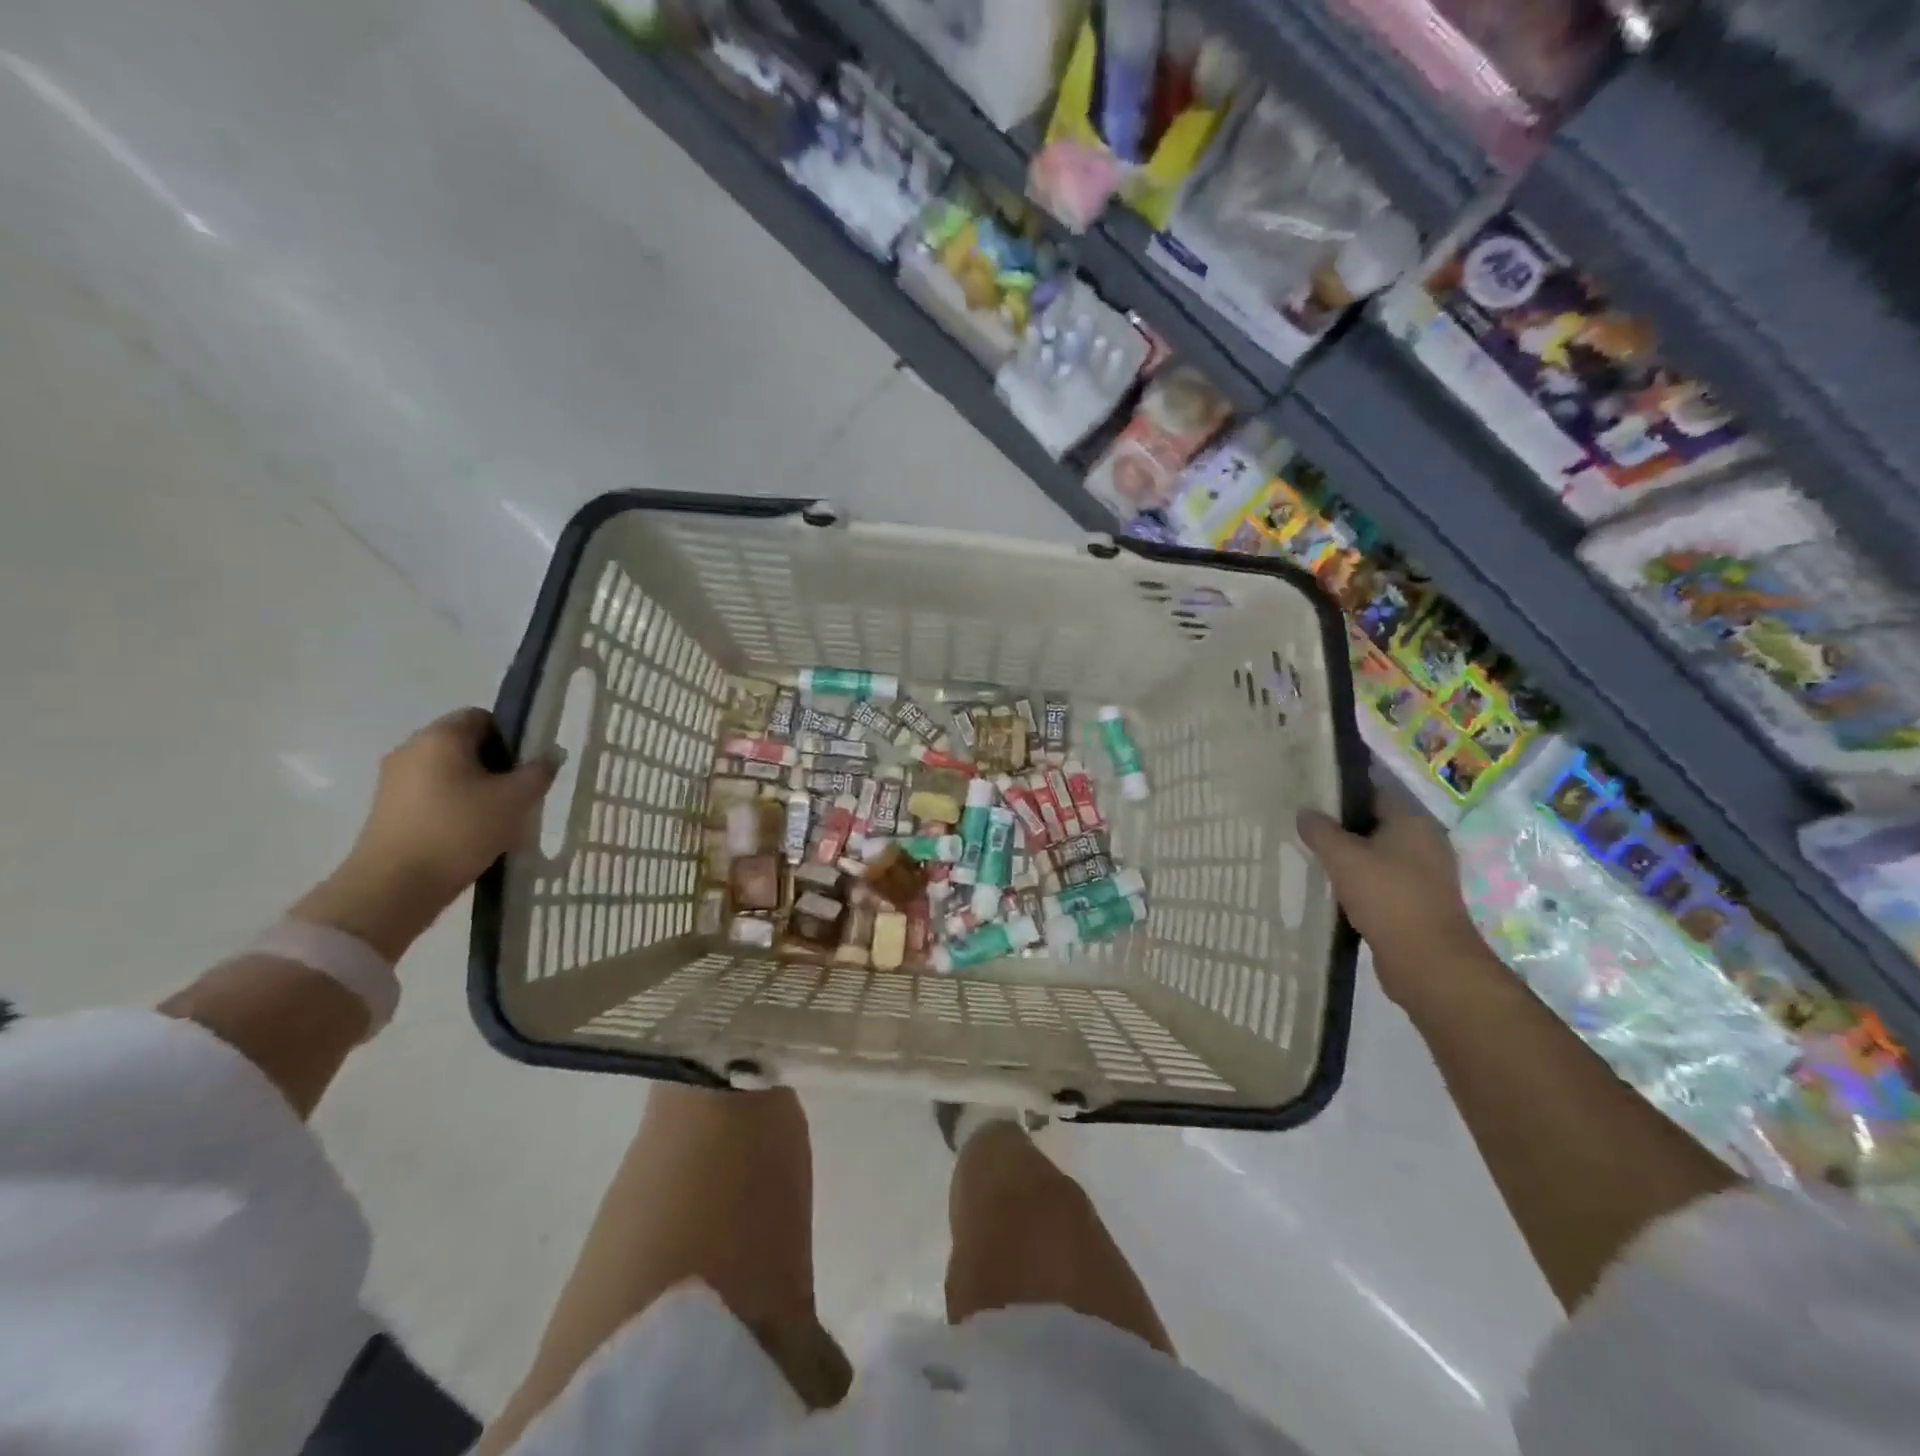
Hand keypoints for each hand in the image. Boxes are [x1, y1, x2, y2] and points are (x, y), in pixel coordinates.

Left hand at [293, 709, 560, 958]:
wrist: (394, 887)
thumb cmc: (459, 830)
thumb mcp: (515, 800)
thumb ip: (539, 772)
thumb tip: (549, 756)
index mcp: (441, 736)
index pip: (484, 717)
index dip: (512, 738)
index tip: (527, 769)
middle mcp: (412, 749)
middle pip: (466, 745)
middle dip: (497, 767)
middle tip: (519, 796)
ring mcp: (394, 780)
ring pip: (450, 773)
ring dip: (477, 789)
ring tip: (499, 820)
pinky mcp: (388, 809)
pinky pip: (433, 795)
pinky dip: (456, 807)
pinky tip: (472, 835)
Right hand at [1297, 793, 1505, 1012]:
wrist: (1428, 962)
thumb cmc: (1388, 898)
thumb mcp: (1344, 858)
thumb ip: (1320, 831)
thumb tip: (1304, 811)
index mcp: (1413, 823)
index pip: (1372, 794)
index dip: (1339, 794)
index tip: (1307, 799)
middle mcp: (1424, 843)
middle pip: (1373, 825)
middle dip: (1339, 828)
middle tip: (1302, 829)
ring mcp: (1424, 875)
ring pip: (1376, 856)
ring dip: (1348, 858)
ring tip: (1312, 859)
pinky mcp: (1417, 903)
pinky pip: (1381, 882)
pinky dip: (1359, 883)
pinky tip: (1333, 889)